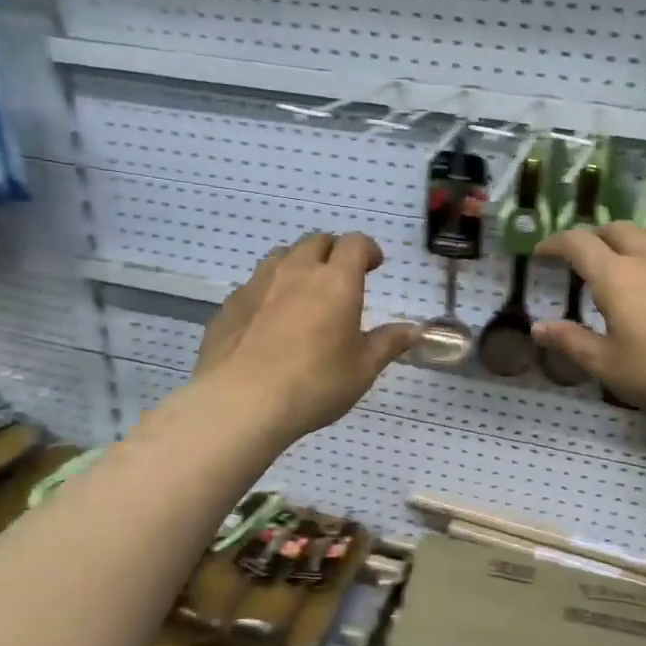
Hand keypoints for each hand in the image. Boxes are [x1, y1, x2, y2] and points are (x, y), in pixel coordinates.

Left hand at [194, 232, 419, 442]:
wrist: (241, 403)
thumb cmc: (315, 384)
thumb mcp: (362, 369)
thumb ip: (388, 343)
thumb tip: (414, 330)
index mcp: (336, 281)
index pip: (355, 244)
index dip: (368, 250)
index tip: (374, 265)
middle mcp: (296, 271)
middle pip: (316, 242)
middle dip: (333, 252)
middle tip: (341, 277)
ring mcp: (258, 284)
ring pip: (282, 257)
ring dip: (299, 265)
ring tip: (305, 292)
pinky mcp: (230, 304)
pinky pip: (255, 284)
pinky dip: (270, 291)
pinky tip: (270, 321)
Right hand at [532, 222, 645, 423]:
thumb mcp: (607, 365)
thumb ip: (571, 342)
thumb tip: (538, 328)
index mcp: (617, 277)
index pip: (578, 243)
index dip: (556, 242)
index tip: (542, 252)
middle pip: (617, 229)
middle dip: (594, 236)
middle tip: (583, 257)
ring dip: (629, 241)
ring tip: (623, 263)